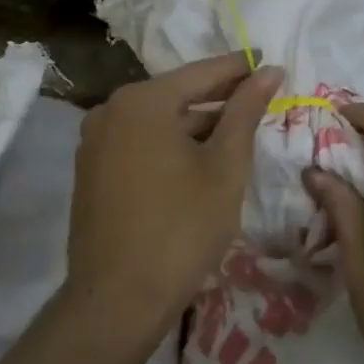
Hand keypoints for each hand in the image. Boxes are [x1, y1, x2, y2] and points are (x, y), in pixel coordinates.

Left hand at [68, 52, 282, 341]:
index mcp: (142, 101)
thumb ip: (246, 111)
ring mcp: (95, 141)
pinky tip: (199, 157)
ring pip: (158, 120)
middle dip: (220, 97)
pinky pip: (139, 142)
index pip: (203, 73)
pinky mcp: (91, 170)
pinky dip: (171, 143)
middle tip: (261, 98)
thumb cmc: (182, 228)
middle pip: (177, 93)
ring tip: (238, 129)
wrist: (118, 300)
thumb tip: (269, 71)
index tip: (272, 63)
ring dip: (196, 122)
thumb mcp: (225, 166)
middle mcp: (111, 110)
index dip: (241, 68)